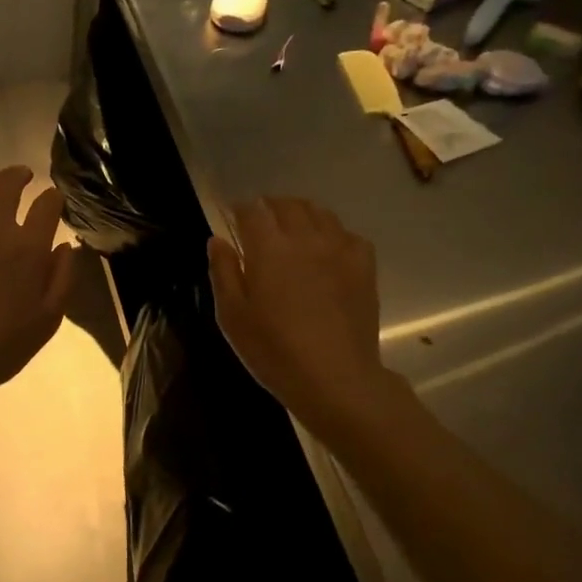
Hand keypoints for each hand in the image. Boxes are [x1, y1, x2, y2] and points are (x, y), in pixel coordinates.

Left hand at [0, 165, 76, 412]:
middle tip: (22, 176)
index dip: (54, 197)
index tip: (54, 201)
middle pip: (8, 184)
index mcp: (28, 248)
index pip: (47, 204)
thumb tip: (64, 245)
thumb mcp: (48, 319)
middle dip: (20, 175)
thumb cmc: (1, 345)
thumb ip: (63, 278)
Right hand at [208, 198, 397, 437]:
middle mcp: (305, 238)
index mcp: (268, 247)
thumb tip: (217, 240)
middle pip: (287, 205)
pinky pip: (348, 235)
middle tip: (259, 220)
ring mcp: (339, 249)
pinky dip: (332, 234)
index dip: (239, 208)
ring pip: (320, 213)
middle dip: (269, 206)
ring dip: (301, 213)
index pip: (252, 211)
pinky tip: (327, 250)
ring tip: (292, 228)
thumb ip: (223, 272)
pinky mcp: (364, 267)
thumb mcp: (232, 316)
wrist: (335, 377)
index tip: (230, 215)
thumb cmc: (273, 350)